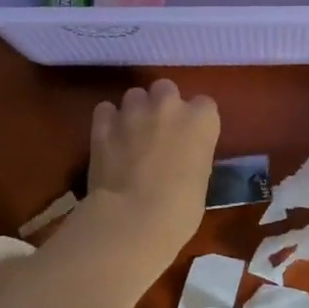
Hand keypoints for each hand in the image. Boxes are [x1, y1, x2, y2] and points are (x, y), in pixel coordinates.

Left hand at [86, 79, 220, 261]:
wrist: (133, 219)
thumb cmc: (179, 210)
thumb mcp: (200, 180)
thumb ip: (192, 157)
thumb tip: (180, 160)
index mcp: (202, 121)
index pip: (204, 105)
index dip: (196, 121)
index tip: (191, 138)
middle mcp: (170, 106)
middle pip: (166, 88)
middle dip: (163, 105)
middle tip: (159, 131)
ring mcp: (134, 111)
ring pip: (135, 95)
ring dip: (135, 110)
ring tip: (131, 135)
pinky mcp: (103, 124)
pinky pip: (105, 110)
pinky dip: (108, 121)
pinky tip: (109, 139)